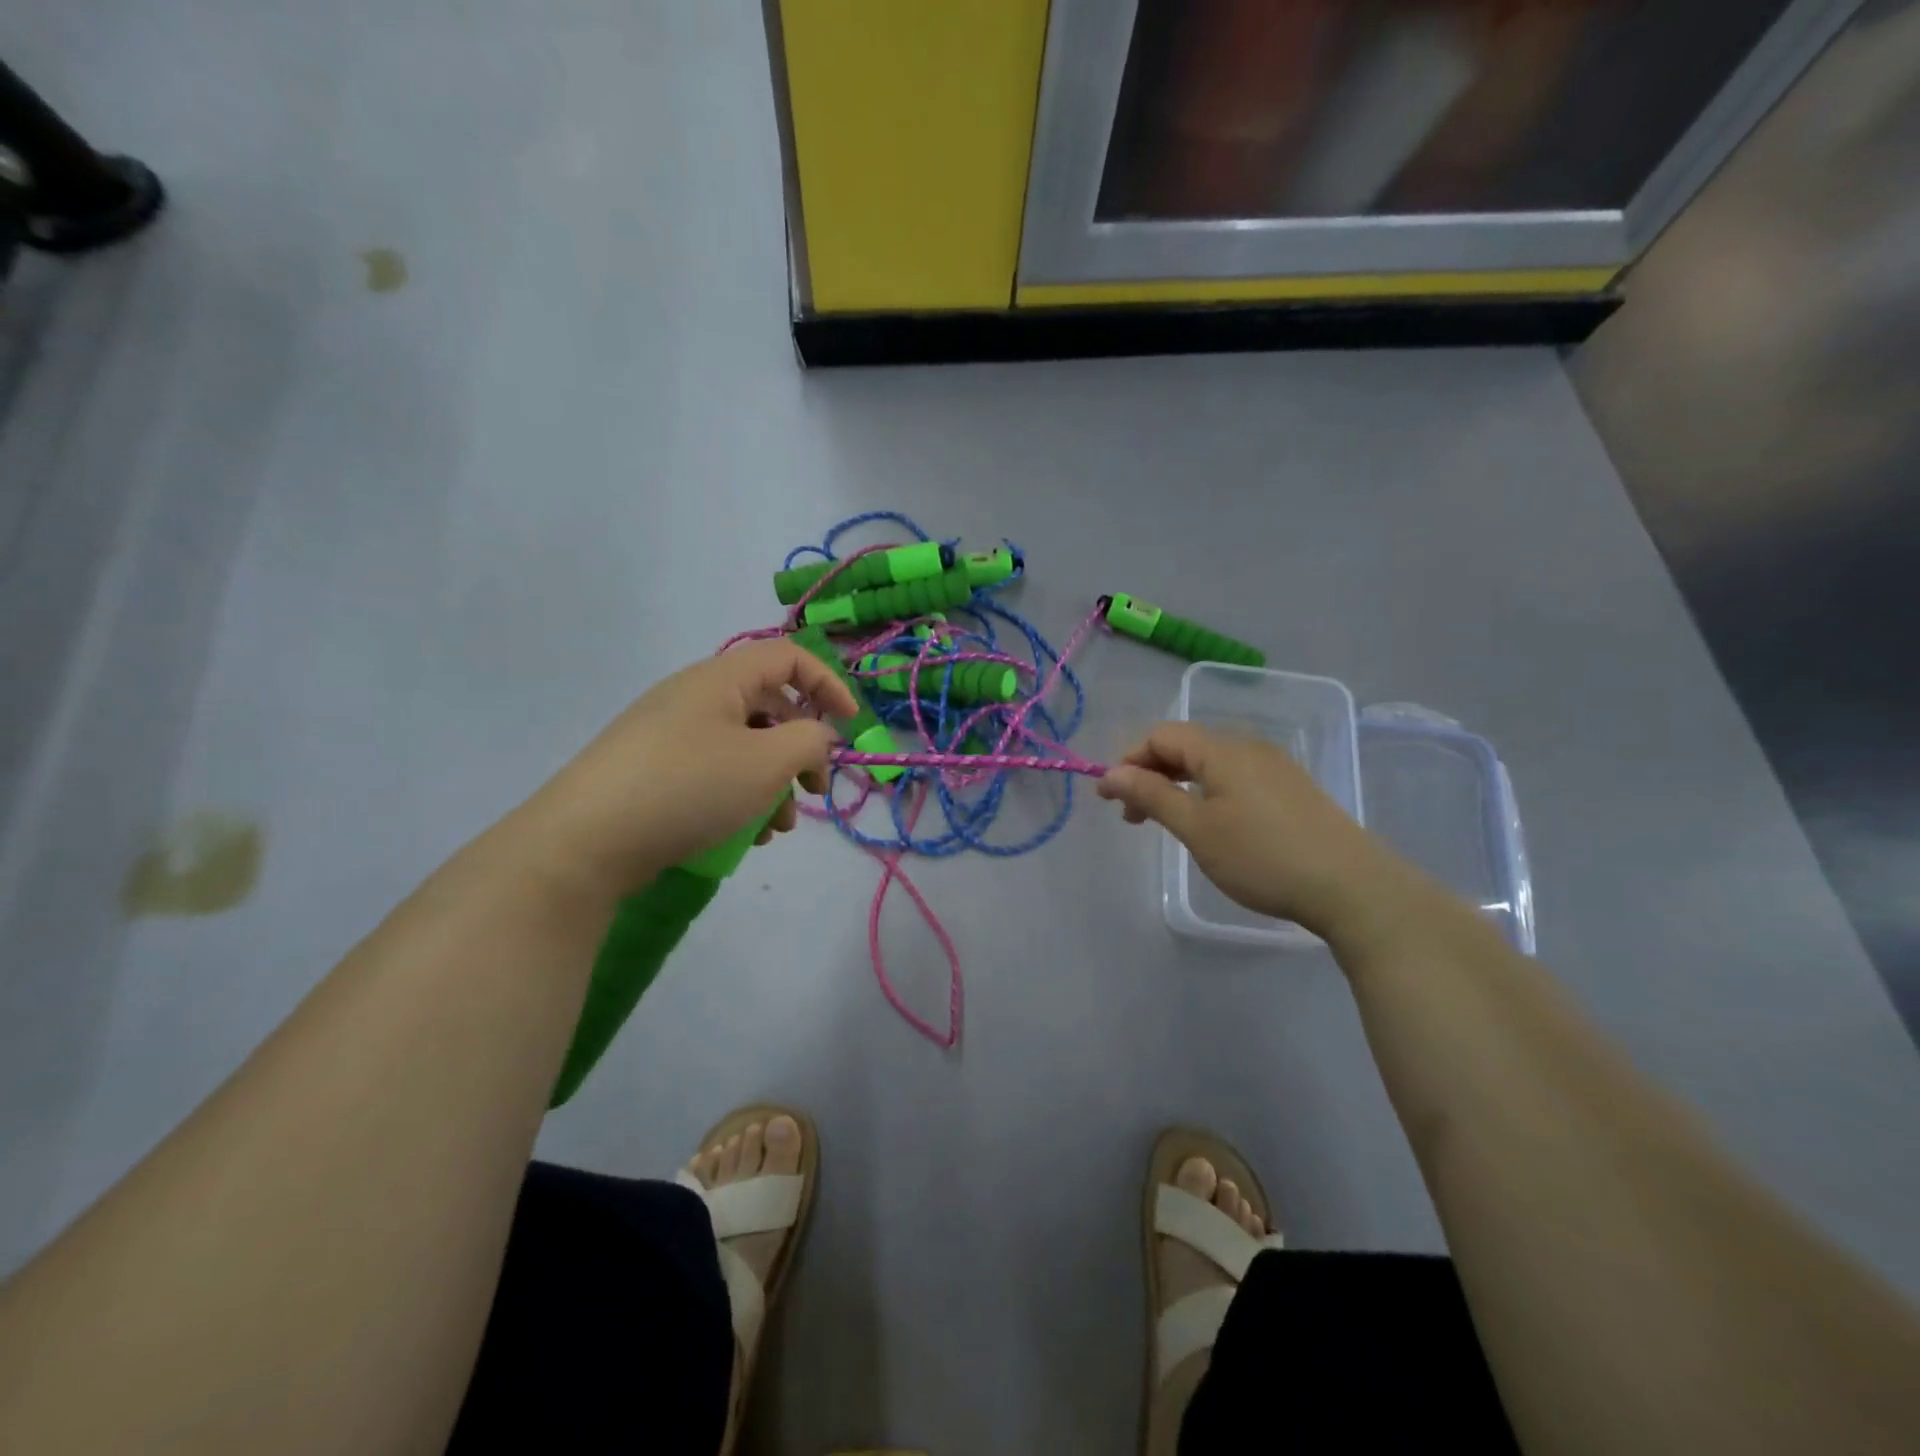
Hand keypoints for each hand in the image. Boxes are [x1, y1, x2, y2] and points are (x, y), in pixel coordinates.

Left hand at [522, 640, 857, 895]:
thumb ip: (810, 741)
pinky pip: (714, 770)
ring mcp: (669, 734)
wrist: (583, 842)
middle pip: (769, 708)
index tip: (852, 726)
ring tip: (775, 829)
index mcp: (720, 679)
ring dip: (772, 783)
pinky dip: (739, 796)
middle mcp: (694, 697)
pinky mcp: (653, 770)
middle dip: (801, 751)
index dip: (829, 684)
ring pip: (743, 747)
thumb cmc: (688, 788)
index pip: (789, 657)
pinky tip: (741, 836)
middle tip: (815, 792)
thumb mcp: (767, 762)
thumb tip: (818, 736)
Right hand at [1097, 722, 1398, 937]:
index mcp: (1222, 749)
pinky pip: (1234, 777)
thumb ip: (1152, 795)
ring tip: (1166, 822)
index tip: (1109, 799)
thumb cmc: (1262, 857)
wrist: (1351, 887)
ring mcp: (1274, 766)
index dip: (1129, 761)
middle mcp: (1248, 747)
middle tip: (1132, 816)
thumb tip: (1111, 773)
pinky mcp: (1291, 788)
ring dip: (1177, 785)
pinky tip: (1210, 823)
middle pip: (1185, 746)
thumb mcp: (1197, 829)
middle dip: (1150, 774)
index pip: (1161, 736)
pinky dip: (1207, 792)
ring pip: (1210, 763)